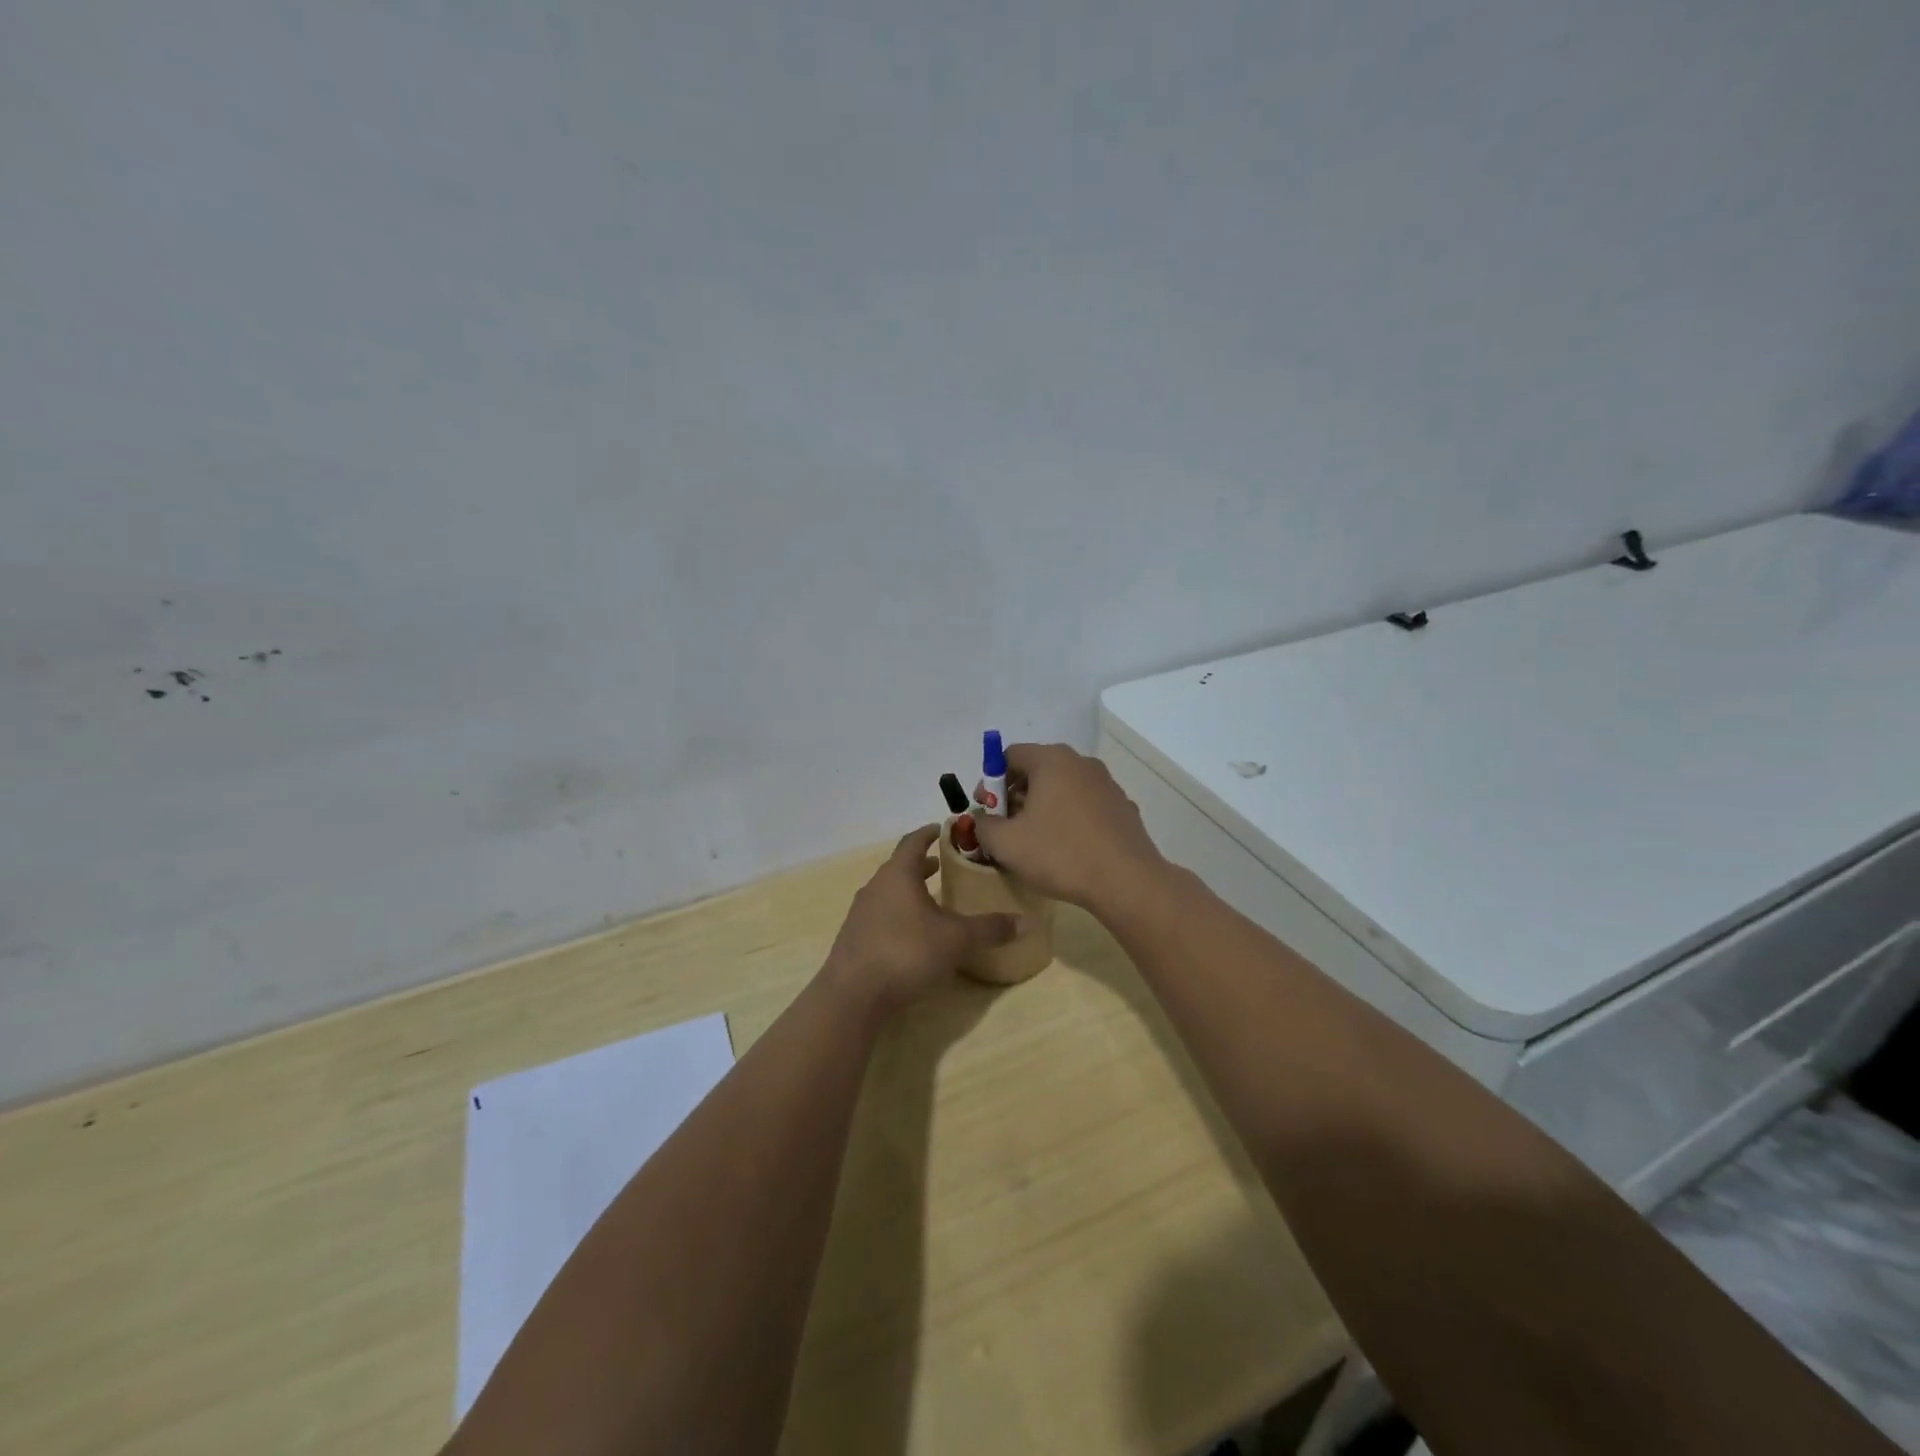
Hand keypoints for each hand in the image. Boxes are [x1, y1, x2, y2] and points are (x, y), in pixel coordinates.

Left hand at [823, 825, 1017, 1014]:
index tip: (942, 828)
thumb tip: (1025, 922)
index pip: (913, 842)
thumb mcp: (956, 940)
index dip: (928, 833)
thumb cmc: (906, 952)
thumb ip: (989, 929)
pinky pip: (880, 915)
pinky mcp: (854, 939)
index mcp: (898, 875)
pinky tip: (913, 934)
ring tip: (932, 900)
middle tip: (944, 866)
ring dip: (909, 891)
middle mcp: (876, 887)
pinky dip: (898, 914)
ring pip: (889, 892)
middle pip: (899, 867)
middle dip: (922, 865)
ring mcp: (861, 914)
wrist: (853, 995)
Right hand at [970, 744, 1166, 913]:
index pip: (1009, 755)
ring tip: (1035, 841)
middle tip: (1006, 827)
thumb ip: (983, 825)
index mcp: (1051, 760)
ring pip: (1062, 788)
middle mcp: (1081, 763)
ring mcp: (1106, 784)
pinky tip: (1066, 849)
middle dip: (1015, 795)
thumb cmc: (1060, 854)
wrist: (1127, 881)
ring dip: (1042, 807)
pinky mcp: (1122, 807)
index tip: (986, 811)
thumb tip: (983, 820)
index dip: (990, 781)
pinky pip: (1084, 805)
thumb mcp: (1005, 843)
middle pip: (1037, 770)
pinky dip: (1068, 818)